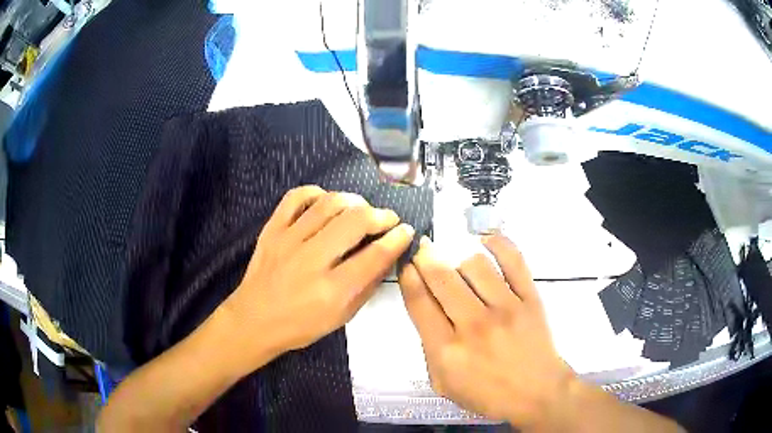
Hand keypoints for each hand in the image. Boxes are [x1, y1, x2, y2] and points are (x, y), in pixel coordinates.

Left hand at [225, 186, 414, 362]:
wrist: (254, 320)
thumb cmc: (301, 326)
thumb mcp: (342, 317)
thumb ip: (367, 285)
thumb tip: (388, 255)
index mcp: (332, 290)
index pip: (374, 255)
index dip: (397, 238)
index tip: (406, 231)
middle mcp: (311, 261)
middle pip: (355, 220)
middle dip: (380, 215)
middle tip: (387, 219)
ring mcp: (288, 240)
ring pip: (329, 203)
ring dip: (354, 201)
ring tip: (361, 209)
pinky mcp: (271, 229)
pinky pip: (295, 197)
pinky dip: (316, 192)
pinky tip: (326, 201)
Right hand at [399, 234, 574, 429]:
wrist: (537, 392)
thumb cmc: (488, 394)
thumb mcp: (444, 384)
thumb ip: (429, 349)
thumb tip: (427, 310)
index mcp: (447, 350)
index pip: (419, 302)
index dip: (408, 276)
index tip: (407, 262)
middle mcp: (474, 325)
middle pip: (442, 277)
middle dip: (426, 256)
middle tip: (423, 247)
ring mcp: (505, 309)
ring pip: (475, 264)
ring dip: (459, 256)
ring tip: (458, 260)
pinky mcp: (530, 299)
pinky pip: (514, 261)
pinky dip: (498, 244)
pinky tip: (486, 241)